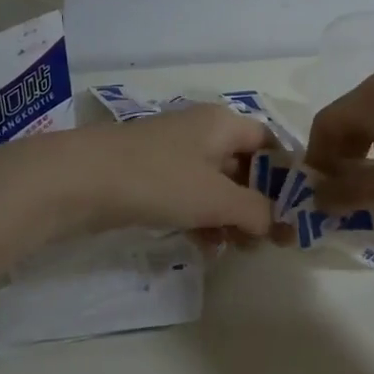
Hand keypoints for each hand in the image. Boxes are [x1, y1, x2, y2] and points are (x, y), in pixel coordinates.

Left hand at [51, 105, 274, 236]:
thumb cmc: (159, 180)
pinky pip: (188, 195)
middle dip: (258, 204)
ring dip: (230, 216)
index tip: (295, 212)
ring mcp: (172, 153)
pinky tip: (205, 247)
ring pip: (215, 185)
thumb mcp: (217, 199)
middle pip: (244, 166)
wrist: (78, 180)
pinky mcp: (149, 175)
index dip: (286, 176)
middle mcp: (201, 131)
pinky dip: (201, 218)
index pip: (270, 143)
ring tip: (236, 249)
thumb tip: (275, 224)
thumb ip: (256, 211)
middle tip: (267, 240)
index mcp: (223, 123)